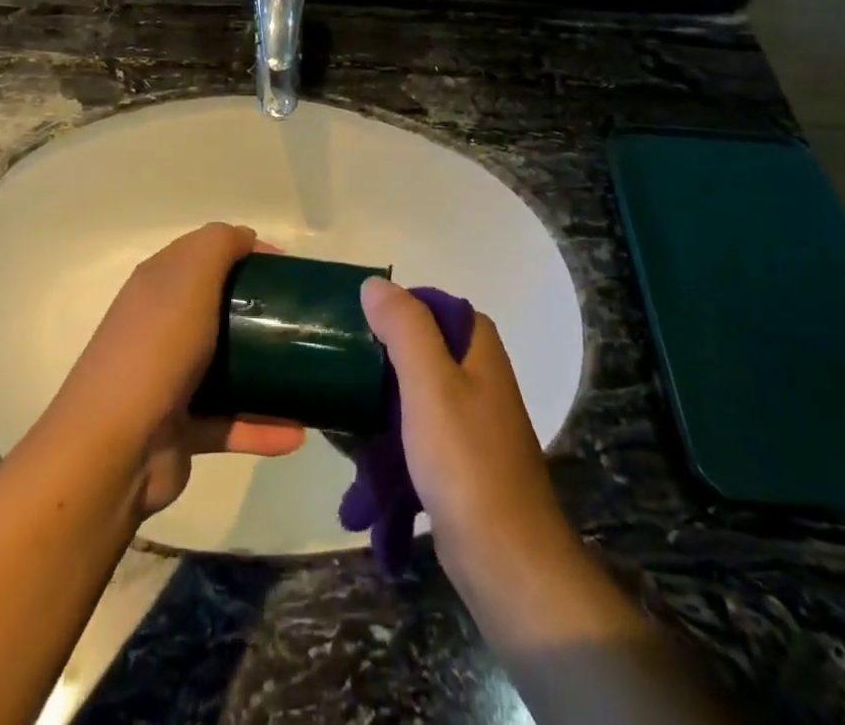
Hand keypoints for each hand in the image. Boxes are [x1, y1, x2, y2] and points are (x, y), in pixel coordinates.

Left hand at [44, 224, 304, 518]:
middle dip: (261, 310)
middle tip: (300, 319)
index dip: (245, 252)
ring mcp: (170, 380)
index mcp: (159, 285)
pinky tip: (298, 433)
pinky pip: (230, 423)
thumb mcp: (190, 276)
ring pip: (228, 367)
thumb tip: (247, 238)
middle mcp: (162, 326)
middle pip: (218, 308)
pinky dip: (261, 427)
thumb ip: (219, 244)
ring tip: (309, 374)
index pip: (204, 254)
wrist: (112, 448)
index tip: (287, 269)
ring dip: (267, 373)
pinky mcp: (182, 429)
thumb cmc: (156, 348)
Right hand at [360, 278, 577, 586]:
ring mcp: (470, 416)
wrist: (506, 560)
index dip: (388, 311)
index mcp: (477, 345)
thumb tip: (375, 284)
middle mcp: (478, 372)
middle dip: (377, 359)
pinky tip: (360, 458)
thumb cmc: (466, 461)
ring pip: (412, 390)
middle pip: (416, 346)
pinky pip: (415, 431)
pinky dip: (390, 438)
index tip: (350, 328)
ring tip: (339, 414)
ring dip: (379, 402)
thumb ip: (404, 327)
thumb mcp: (429, 383)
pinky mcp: (459, 456)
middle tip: (337, 371)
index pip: (424, 304)